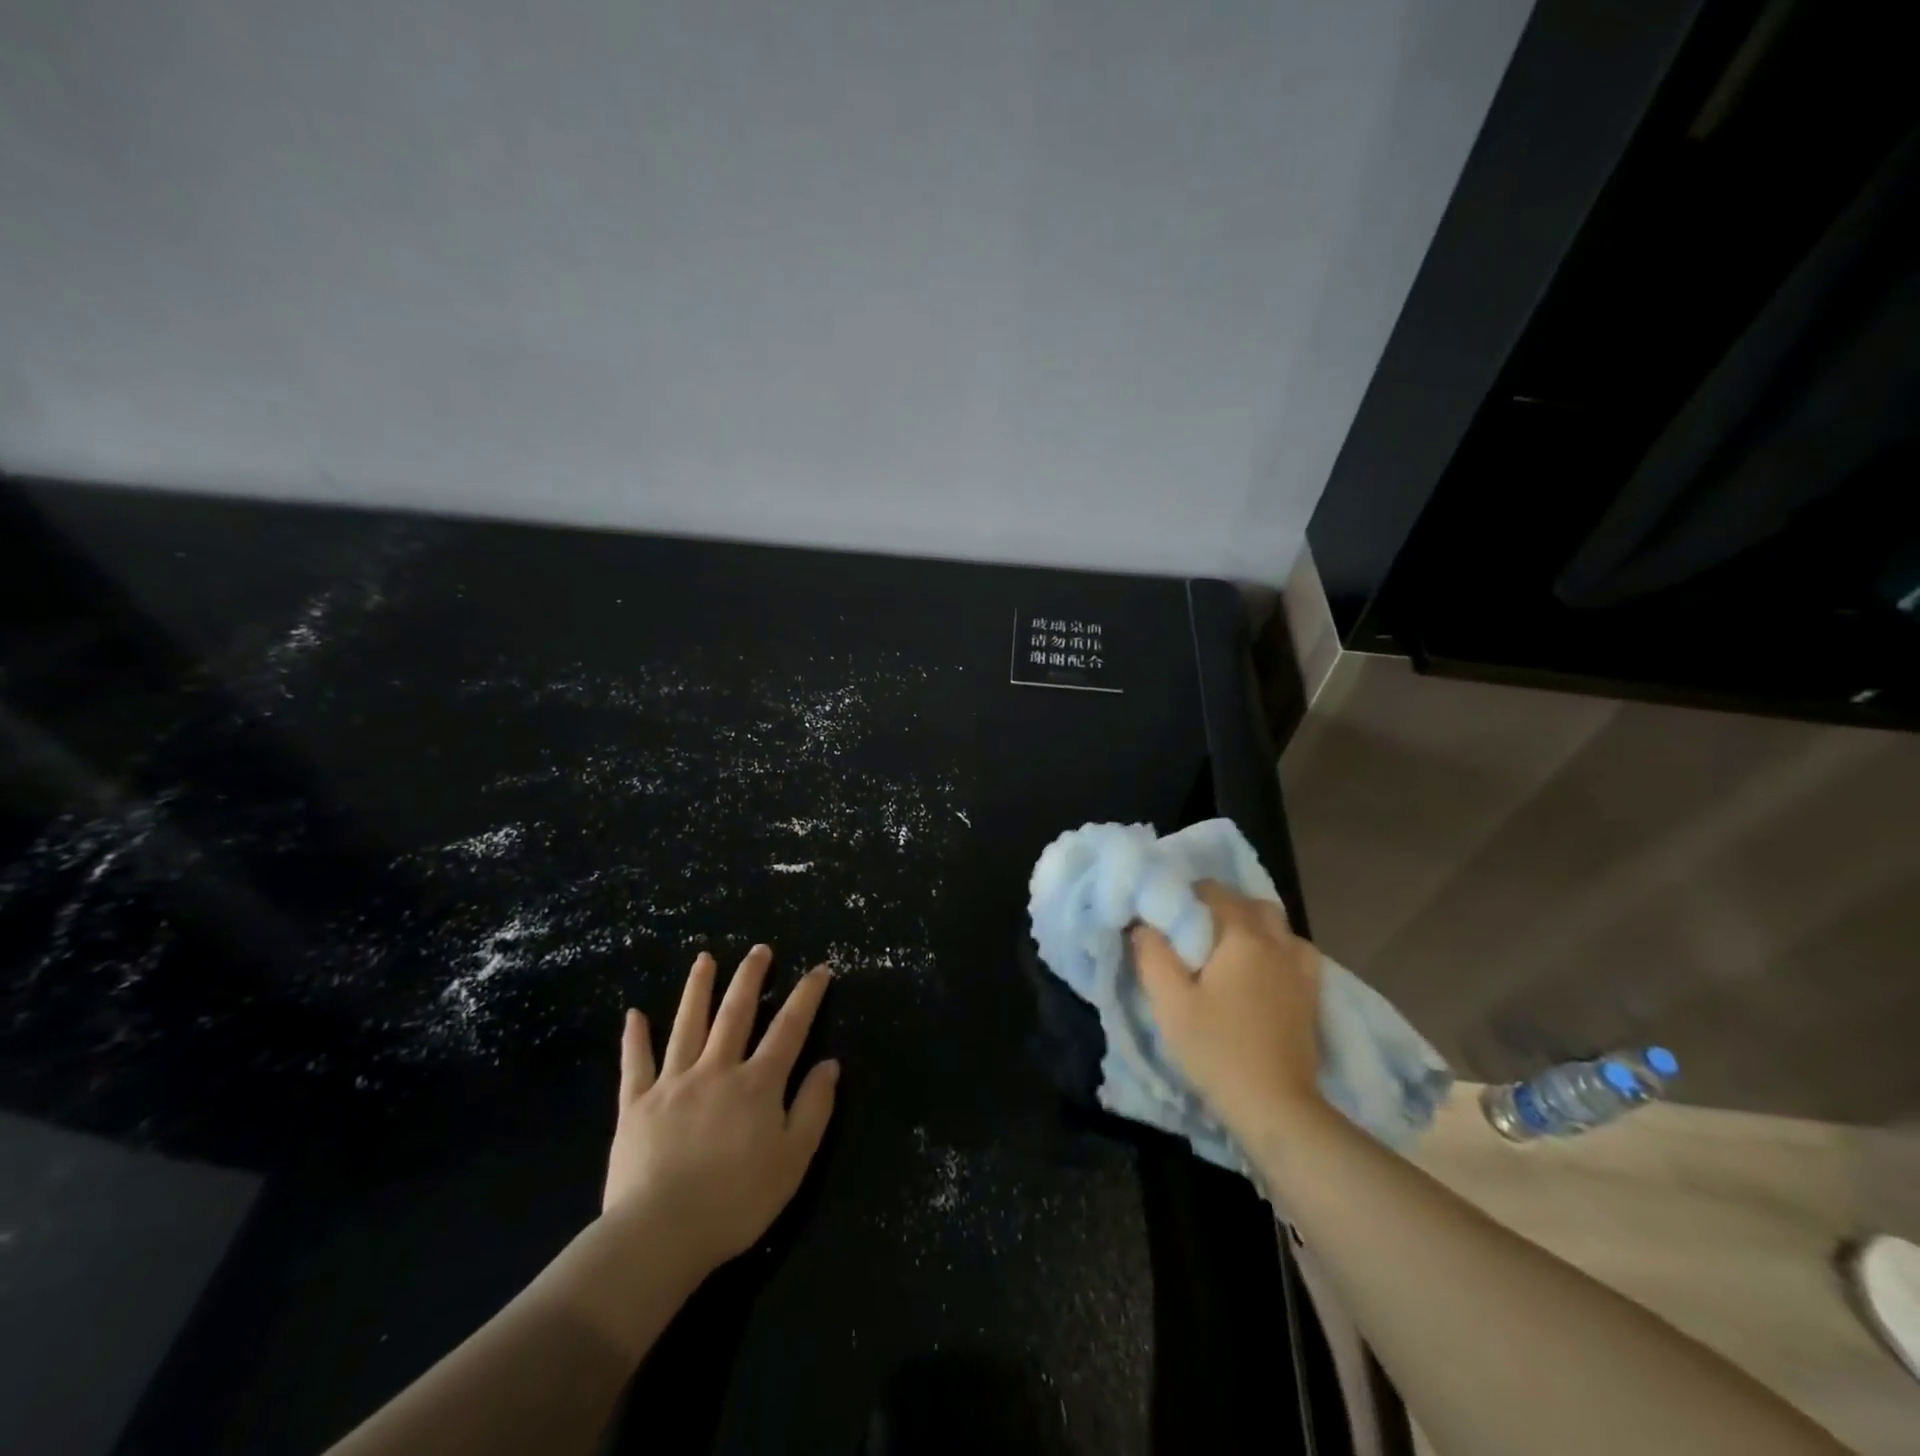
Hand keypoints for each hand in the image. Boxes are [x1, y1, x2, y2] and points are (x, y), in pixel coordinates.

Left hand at [601, 947, 838, 1272]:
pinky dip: (634, 1038)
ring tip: (704, 958)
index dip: (807, 995)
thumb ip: (814, 1108)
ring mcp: (673, 1083)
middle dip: (751, 977)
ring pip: (687, 1025)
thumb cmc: (735, 1202)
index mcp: (757, 1084)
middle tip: (760, 949)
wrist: (659, 1235)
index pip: (789, 1028)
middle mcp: (716, 1069)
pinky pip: (635, 1064)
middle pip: (736, 1013)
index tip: (820, 968)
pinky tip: (633, 1014)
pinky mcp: (636, 1104)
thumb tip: (830, 1063)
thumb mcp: (793, 1161)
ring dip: (697, 988)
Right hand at [1130, 881, 1323, 1141]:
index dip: (1187, 895)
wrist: (1276, 1107)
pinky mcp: (1312, 996)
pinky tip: (1257, 972)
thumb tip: (1143, 925)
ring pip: (1278, 927)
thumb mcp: (1170, 1002)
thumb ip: (1152, 955)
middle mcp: (1278, 943)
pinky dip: (1274, 950)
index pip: (1215, 893)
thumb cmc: (1217, 1049)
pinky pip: (1294, 953)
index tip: (1166, 914)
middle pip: (1252, 905)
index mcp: (1243, 937)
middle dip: (1223, 907)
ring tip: (1226, 949)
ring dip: (1252, 927)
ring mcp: (1301, 970)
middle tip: (1194, 930)